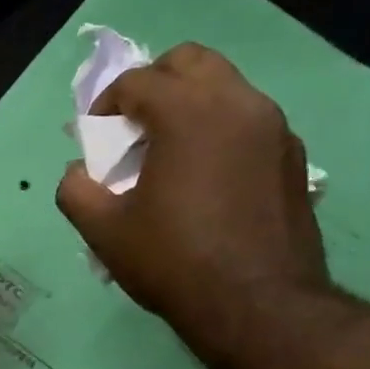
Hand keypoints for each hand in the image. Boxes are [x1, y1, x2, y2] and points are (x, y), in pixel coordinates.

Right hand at [55, 43, 327, 353]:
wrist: (258, 306)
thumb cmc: (173, 260)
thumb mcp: (102, 230)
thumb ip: (76, 189)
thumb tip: (79, 172)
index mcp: (189, 114)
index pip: (138, 81)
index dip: (105, 104)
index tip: (94, 136)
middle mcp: (239, 105)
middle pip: (190, 62)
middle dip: (154, 84)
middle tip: (133, 127)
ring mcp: (275, 129)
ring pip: (225, 88)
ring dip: (189, 106)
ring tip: (167, 155)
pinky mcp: (293, 158)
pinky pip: (248, 121)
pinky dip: (219, 131)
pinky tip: (204, 179)